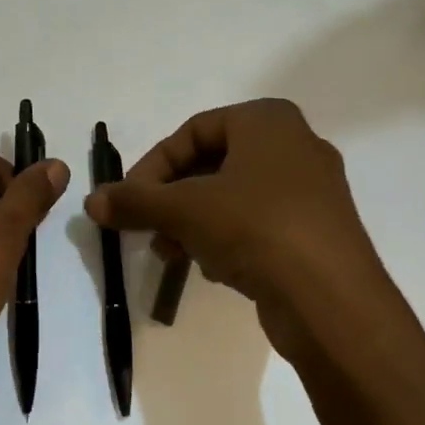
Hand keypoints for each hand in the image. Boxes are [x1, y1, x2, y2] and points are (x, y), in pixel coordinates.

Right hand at [83, 99, 396, 363]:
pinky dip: (228, 238)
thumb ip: (135, 201)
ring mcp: (312, 190)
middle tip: (147, 227)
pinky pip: (259, 223)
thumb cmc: (256, 229)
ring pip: (233, 196)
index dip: (152, 166)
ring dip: (194, 222)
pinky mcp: (317, 231)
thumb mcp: (184, 210)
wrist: (333, 303)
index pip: (192, 132)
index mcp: (268, 121)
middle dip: (172, 199)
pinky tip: (213, 268)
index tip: (129, 200)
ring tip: (172, 253)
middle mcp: (295, 145)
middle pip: (212, 164)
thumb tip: (92, 201)